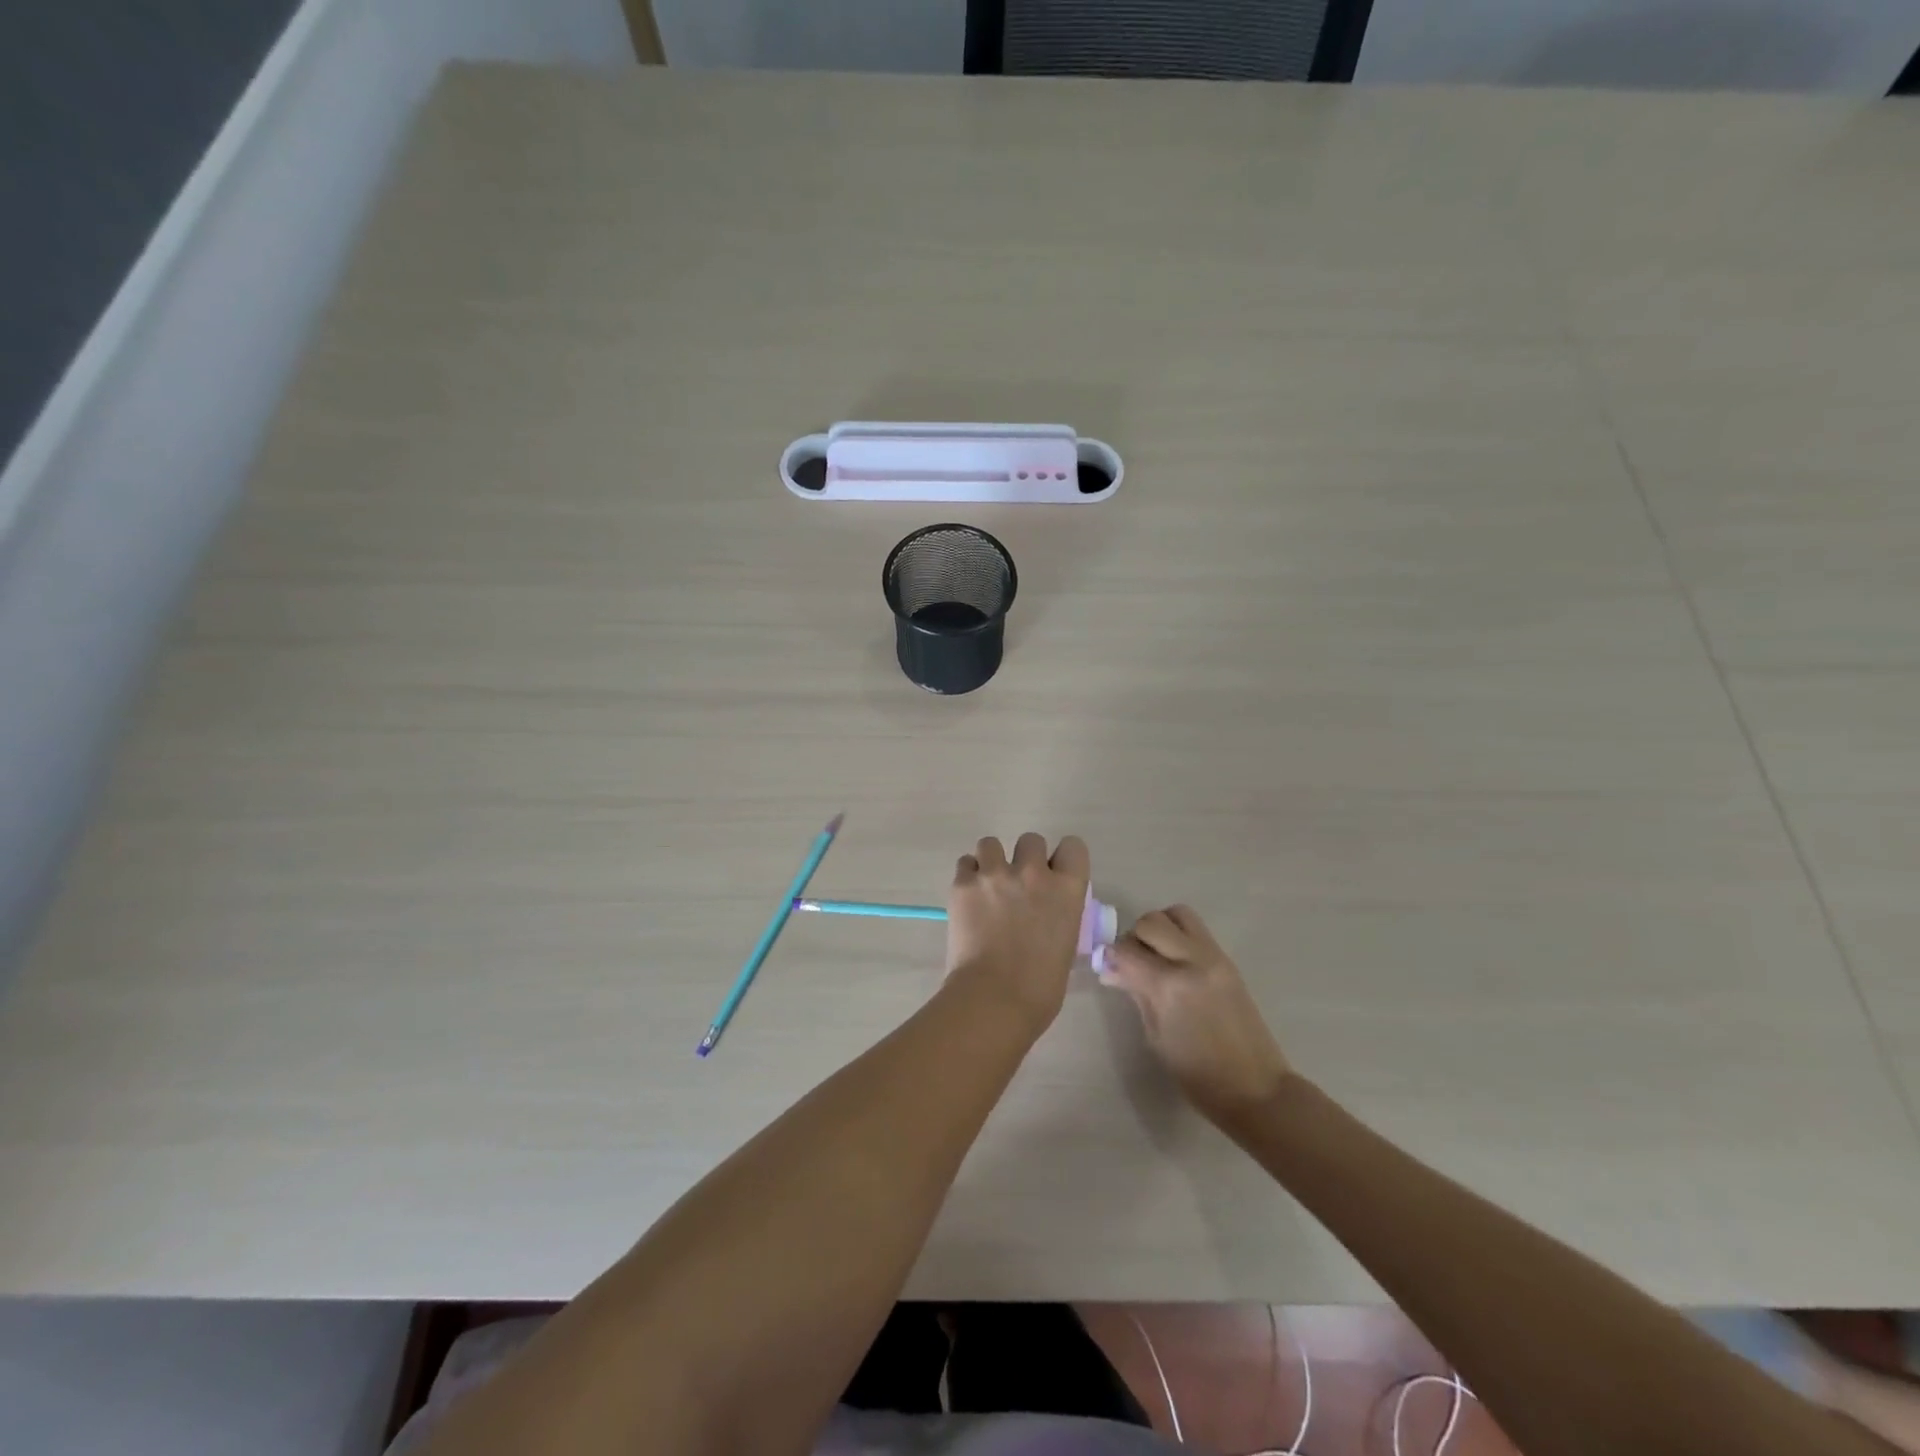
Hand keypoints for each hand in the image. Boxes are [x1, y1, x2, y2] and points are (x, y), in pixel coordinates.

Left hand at [946, 833, 1090, 1029]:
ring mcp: (995, 874)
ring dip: (991, 861)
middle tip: (1017, 885)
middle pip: (1031, 840)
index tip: (1054, 874)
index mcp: (1066, 889)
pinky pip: (965, 863)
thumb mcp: (1065, 945)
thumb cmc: (1040, 987)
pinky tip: (969, 897)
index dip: (1062, 858)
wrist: (994, 998)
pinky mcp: (963, 884)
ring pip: (991, 843)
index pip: (1073, 846)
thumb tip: (1045, 915)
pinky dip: (968, 876)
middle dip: (1025, 858)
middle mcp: (1033, 872)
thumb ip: (1058, 917)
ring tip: (987, 885)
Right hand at [1098, 905, 1292, 1126]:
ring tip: (1157, 955)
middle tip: (1133, 961)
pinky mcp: (1227, 960)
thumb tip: (1112, 970)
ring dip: (1160, 927)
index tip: (1109, 967)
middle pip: (1152, 921)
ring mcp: (1214, 957)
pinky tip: (1176, 963)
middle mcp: (1191, 961)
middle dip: (1135, 936)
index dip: (1112, 956)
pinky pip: (1196, 930)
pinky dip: (1179, 935)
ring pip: (1177, 914)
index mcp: (1169, 986)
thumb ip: (1136, 994)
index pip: (1126, 949)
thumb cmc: (1197, 1075)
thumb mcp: (1156, 1037)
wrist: (1256, 1088)